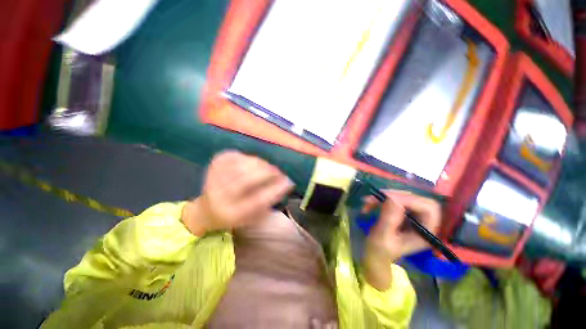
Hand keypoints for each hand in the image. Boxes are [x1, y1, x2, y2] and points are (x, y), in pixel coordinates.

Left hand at [181, 151, 294, 235]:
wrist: (207, 210)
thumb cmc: (236, 215)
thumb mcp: (254, 216)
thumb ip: (270, 201)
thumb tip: (286, 183)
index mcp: (231, 214)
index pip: (257, 200)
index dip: (275, 189)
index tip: (288, 182)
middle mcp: (220, 197)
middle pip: (247, 180)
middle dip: (267, 173)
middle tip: (279, 171)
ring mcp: (213, 178)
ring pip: (242, 166)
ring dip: (260, 164)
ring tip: (269, 167)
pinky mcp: (214, 165)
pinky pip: (235, 156)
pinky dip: (249, 158)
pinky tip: (255, 163)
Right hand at [362, 191, 440, 290]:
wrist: (375, 257)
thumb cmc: (379, 253)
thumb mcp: (382, 238)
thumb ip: (389, 219)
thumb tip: (393, 199)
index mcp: (425, 233)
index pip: (428, 208)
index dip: (410, 199)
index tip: (386, 198)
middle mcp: (423, 223)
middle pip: (417, 199)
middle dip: (395, 195)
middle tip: (377, 196)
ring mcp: (413, 218)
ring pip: (404, 198)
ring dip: (384, 197)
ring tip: (368, 201)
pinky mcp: (403, 214)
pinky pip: (394, 200)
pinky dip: (380, 199)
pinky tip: (369, 203)